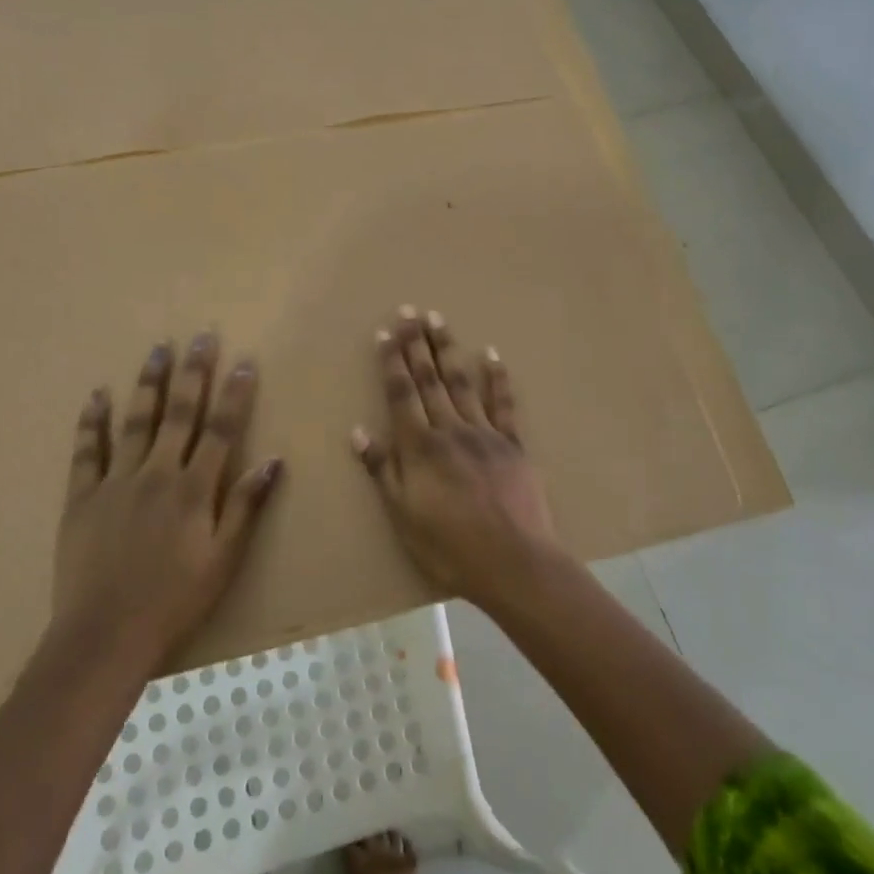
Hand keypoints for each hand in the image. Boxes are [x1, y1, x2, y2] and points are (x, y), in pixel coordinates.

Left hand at [54, 333, 282, 667]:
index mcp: (194, 488)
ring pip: (136, 421)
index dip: (234, 393)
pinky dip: (92, 422)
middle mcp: (157, 473)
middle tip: (202, 336)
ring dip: (149, 382)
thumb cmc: (174, 601)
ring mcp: (116, 482)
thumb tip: (275, 460)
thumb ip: (246, 506)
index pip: (221, 429)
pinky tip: (97, 395)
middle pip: (180, 412)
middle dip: (193, 371)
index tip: (243, 360)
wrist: (104, 637)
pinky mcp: (82, 498)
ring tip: (159, 348)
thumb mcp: (224, 560)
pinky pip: (86, 451)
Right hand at [352, 307, 561, 606]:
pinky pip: (503, 404)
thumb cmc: (450, 547)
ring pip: (462, 383)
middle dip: (417, 344)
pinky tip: (490, 354)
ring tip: (439, 320)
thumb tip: (359, 432)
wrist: (515, 562)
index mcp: (420, 447)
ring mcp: (484, 433)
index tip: (387, 332)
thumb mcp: (404, 516)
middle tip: (411, 310)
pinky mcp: (512, 444)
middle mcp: (450, 430)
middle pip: (430, 379)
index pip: (402, 394)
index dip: (393, 362)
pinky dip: (496, 377)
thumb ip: (383, 471)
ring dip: (448, 350)